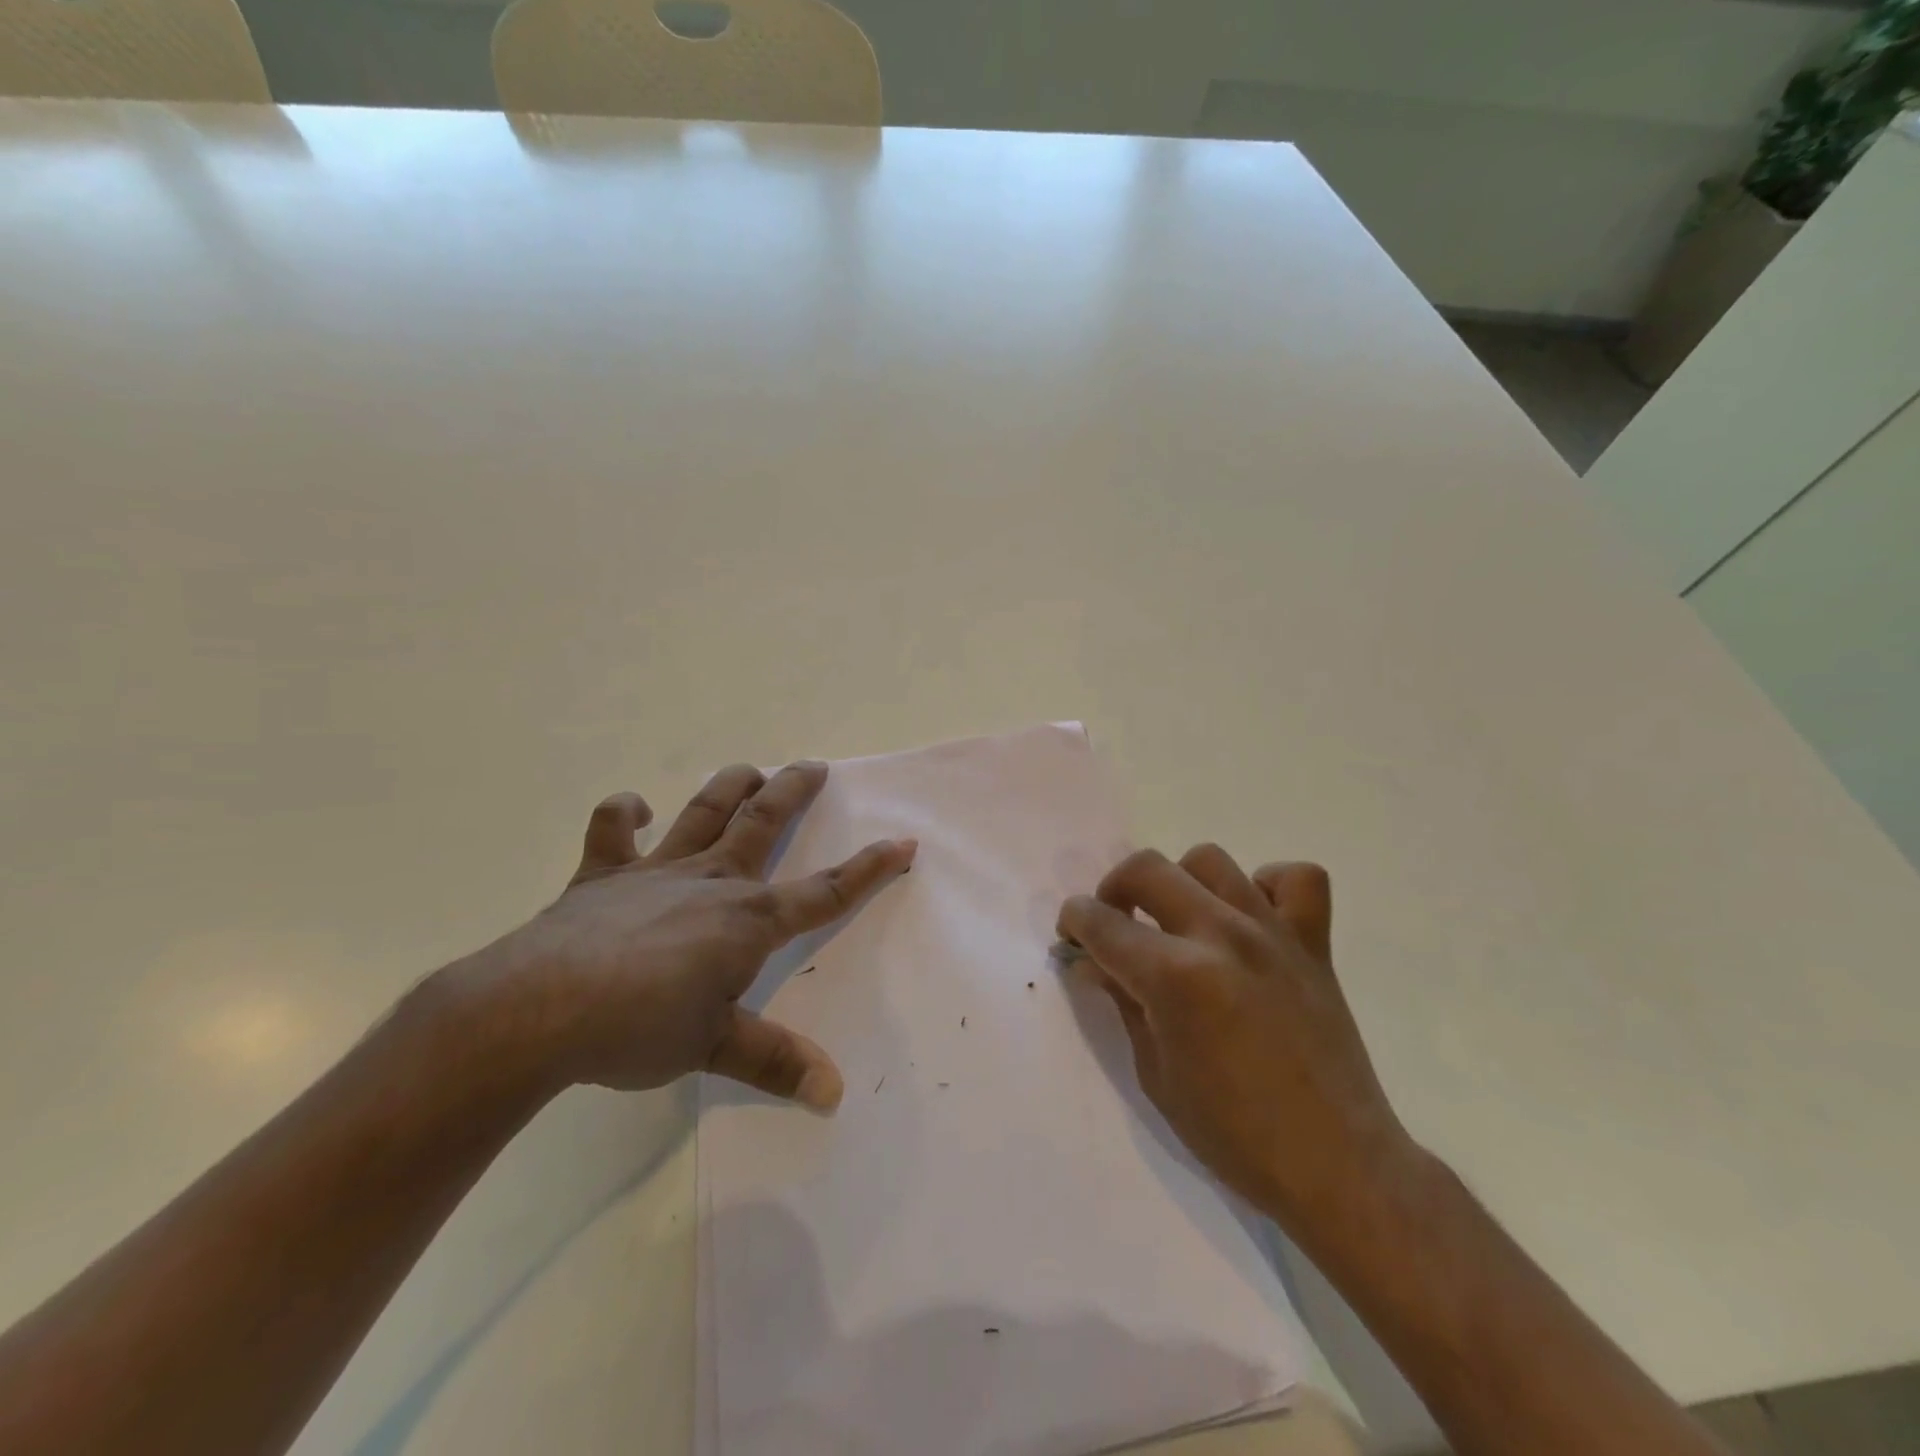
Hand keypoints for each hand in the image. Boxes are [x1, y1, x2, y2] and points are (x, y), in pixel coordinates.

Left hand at [454, 761, 914, 1110]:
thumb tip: (833, 1095)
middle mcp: (710, 881)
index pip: (824, 892)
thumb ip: (775, 1062)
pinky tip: (634, 808)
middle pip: (764, 822)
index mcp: (747, 920)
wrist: (538, 1010)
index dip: (869, 868)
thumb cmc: (638, 1028)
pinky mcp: (602, 875)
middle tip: (814, 766)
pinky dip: (624, 813)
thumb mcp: (714, 1048)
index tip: (903, 842)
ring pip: (703, 811)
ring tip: (750, 770)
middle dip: (794, 792)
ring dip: (730, 785)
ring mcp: (655, 871)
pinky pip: (613, 831)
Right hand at [1057, 847, 1413, 1235]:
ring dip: (1180, 883)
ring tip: (1180, 921)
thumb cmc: (1233, 1134)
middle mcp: (1220, 936)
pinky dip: (1267, 886)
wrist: (1336, 1166)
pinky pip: (1296, 878)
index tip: (1071, 934)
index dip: (1074, 921)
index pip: (1102, 922)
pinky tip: (1252, 918)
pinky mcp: (1314, 943)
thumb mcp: (1155, 1074)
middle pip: (1146, 868)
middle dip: (1113, 889)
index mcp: (1174, 977)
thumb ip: (1123, 1003)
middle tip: (1116, 924)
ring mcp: (1272, 933)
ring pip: (1210, 860)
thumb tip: (1094, 962)